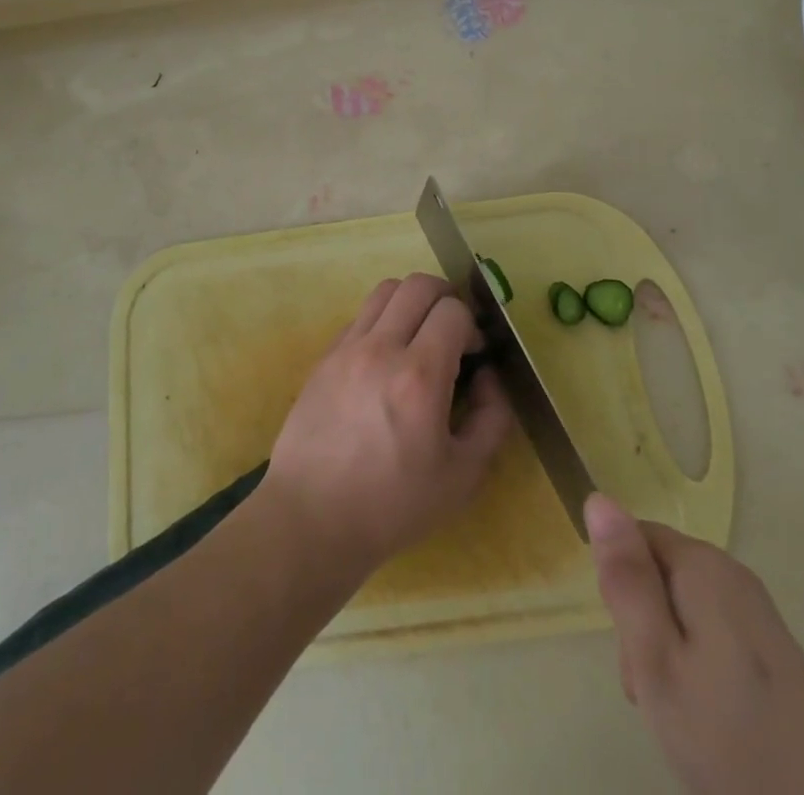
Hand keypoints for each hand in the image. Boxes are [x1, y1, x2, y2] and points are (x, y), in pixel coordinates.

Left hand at [262, 274, 512, 580]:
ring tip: (420, 337)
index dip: (472, 326)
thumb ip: (491, 419)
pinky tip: (386, 360)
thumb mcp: (463, 476)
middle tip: (453, 333)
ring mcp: (347, 347)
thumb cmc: (393, 505)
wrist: (312, 517)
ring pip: (385, 290)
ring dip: (411, 302)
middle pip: (418, 284)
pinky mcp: (324, 356)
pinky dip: (382, 322)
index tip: (475, 355)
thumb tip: (490, 377)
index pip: (453, 310)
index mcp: (419, 376)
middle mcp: (381, 348)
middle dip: (446, 299)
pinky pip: (360, 316)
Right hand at [586, 495, 803, 794]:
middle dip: (644, 626)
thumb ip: (626, 578)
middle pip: (659, 575)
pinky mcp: (776, 652)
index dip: (621, 589)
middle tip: (654, 692)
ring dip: (669, 653)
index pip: (632, 539)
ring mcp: (758, 613)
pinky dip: (699, 671)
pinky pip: (713, 637)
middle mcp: (731, 573)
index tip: (633, 648)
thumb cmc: (732, 738)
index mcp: (701, 565)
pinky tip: (710, 720)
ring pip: (683, 611)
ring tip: (681, 716)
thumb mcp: (657, 659)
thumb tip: (598, 498)